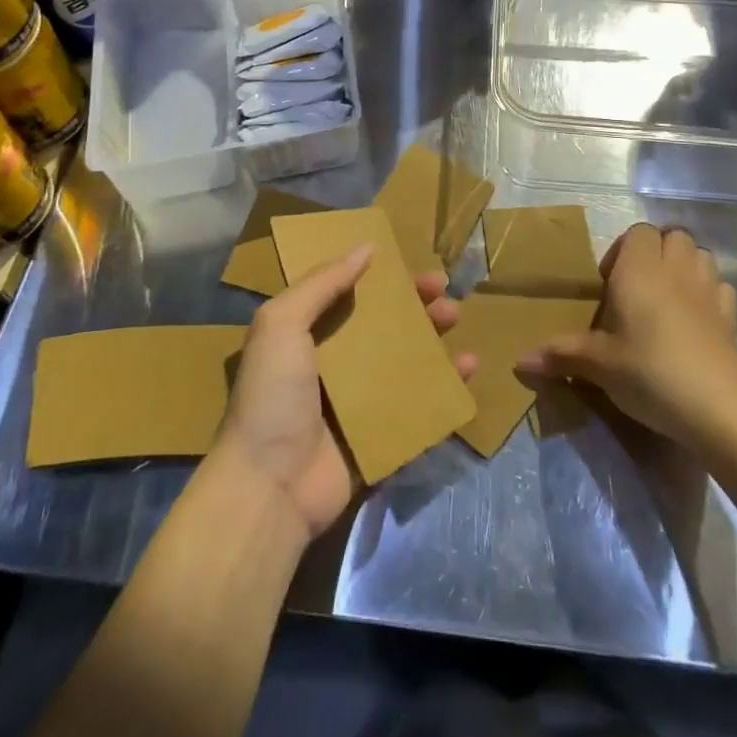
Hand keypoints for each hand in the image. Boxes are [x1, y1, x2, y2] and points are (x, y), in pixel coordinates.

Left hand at [212, 245, 476, 544]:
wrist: (269, 488)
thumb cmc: (272, 396)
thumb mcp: (281, 324)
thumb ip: (321, 283)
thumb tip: (366, 248)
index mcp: (308, 336)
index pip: (353, 296)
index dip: (383, 280)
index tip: (413, 266)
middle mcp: (335, 365)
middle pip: (385, 327)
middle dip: (416, 307)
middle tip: (445, 295)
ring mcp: (360, 403)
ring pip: (407, 362)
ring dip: (434, 340)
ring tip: (457, 323)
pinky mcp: (382, 437)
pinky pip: (420, 405)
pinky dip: (445, 386)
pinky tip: (467, 370)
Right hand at [518, 223, 736, 446]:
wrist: (714, 407)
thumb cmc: (647, 372)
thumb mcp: (598, 365)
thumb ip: (561, 354)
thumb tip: (519, 360)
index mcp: (639, 270)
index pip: (638, 232)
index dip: (624, 249)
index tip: (610, 283)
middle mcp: (675, 269)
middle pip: (672, 235)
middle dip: (657, 252)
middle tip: (638, 288)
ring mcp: (708, 290)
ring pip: (700, 255)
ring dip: (685, 266)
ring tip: (668, 297)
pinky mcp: (731, 317)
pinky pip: (721, 287)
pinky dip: (709, 294)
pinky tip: (697, 320)